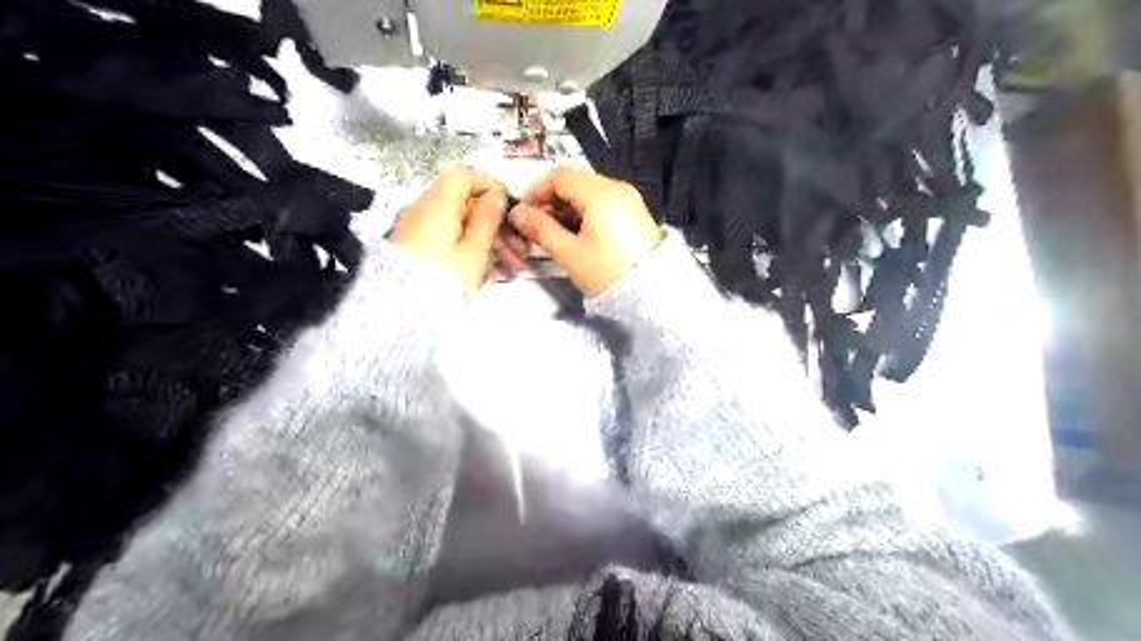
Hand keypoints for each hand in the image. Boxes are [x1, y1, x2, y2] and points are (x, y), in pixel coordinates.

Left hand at [396, 167, 509, 289]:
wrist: (401, 312)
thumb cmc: (437, 283)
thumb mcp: (474, 252)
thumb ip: (488, 220)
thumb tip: (495, 199)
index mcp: (438, 206)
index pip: (465, 177)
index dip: (491, 187)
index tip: (507, 205)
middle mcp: (424, 213)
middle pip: (465, 206)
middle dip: (495, 225)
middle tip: (515, 245)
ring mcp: (418, 233)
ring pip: (460, 228)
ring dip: (487, 243)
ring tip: (506, 267)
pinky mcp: (416, 252)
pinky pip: (448, 244)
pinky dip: (469, 253)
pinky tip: (484, 275)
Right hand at [511, 166, 665, 296]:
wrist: (652, 293)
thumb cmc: (611, 275)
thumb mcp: (569, 254)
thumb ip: (541, 229)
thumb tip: (519, 215)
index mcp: (601, 195)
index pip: (559, 175)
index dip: (536, 190)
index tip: (524, 210)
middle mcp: (617, 189)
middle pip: (573, 179)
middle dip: (550, 198)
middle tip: (536, 222)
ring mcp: (627, 199)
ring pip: (586, 190)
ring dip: (565, 205)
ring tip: (554, 232)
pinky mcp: (632, 211)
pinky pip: (601, 200)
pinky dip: (583, 210)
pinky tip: (575, 233)